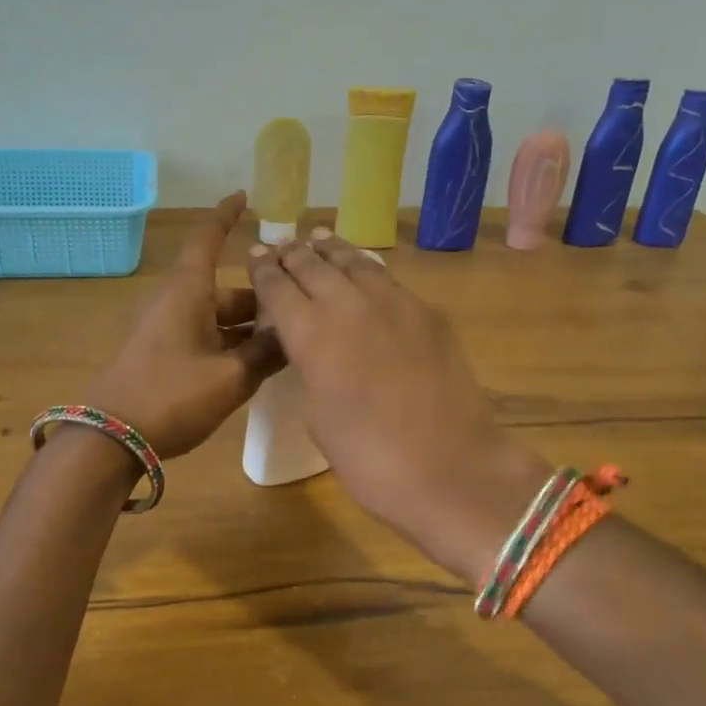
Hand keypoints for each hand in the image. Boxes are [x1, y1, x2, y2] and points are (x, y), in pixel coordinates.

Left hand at [85, 193, 283, 458]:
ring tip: (287, 345)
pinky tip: (255, 366)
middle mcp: (176, 301)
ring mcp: (165, 328)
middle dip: (261, 300)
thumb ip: (267, 353)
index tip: (244, 196)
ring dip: (249, 328)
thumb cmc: (172, 396)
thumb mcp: (231, 377)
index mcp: (188, 291)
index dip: (226, 215)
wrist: (110, 438)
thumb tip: (295, 333)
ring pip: (217, 316)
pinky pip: (204, 336)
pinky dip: (230, 343)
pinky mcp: (161, 353)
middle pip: (226, 289)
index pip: (208, 239)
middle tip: (301, 312)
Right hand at [247, 228, 550, 577]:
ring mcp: (393, 303)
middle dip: (293, 253)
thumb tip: (315, 351)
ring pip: (354, 262)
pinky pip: (387, 279)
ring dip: (331, 250)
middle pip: (313, 265)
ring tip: (318, 238)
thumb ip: (310, 369)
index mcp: (310, 333)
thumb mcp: (318, 415)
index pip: (277, 287)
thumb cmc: (368, 457)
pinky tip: (364, 269)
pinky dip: (367, 268)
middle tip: (281, 245)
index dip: (263, 270)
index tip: (255, 256)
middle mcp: (347, 305)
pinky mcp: (427, 313)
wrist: (449, 467)